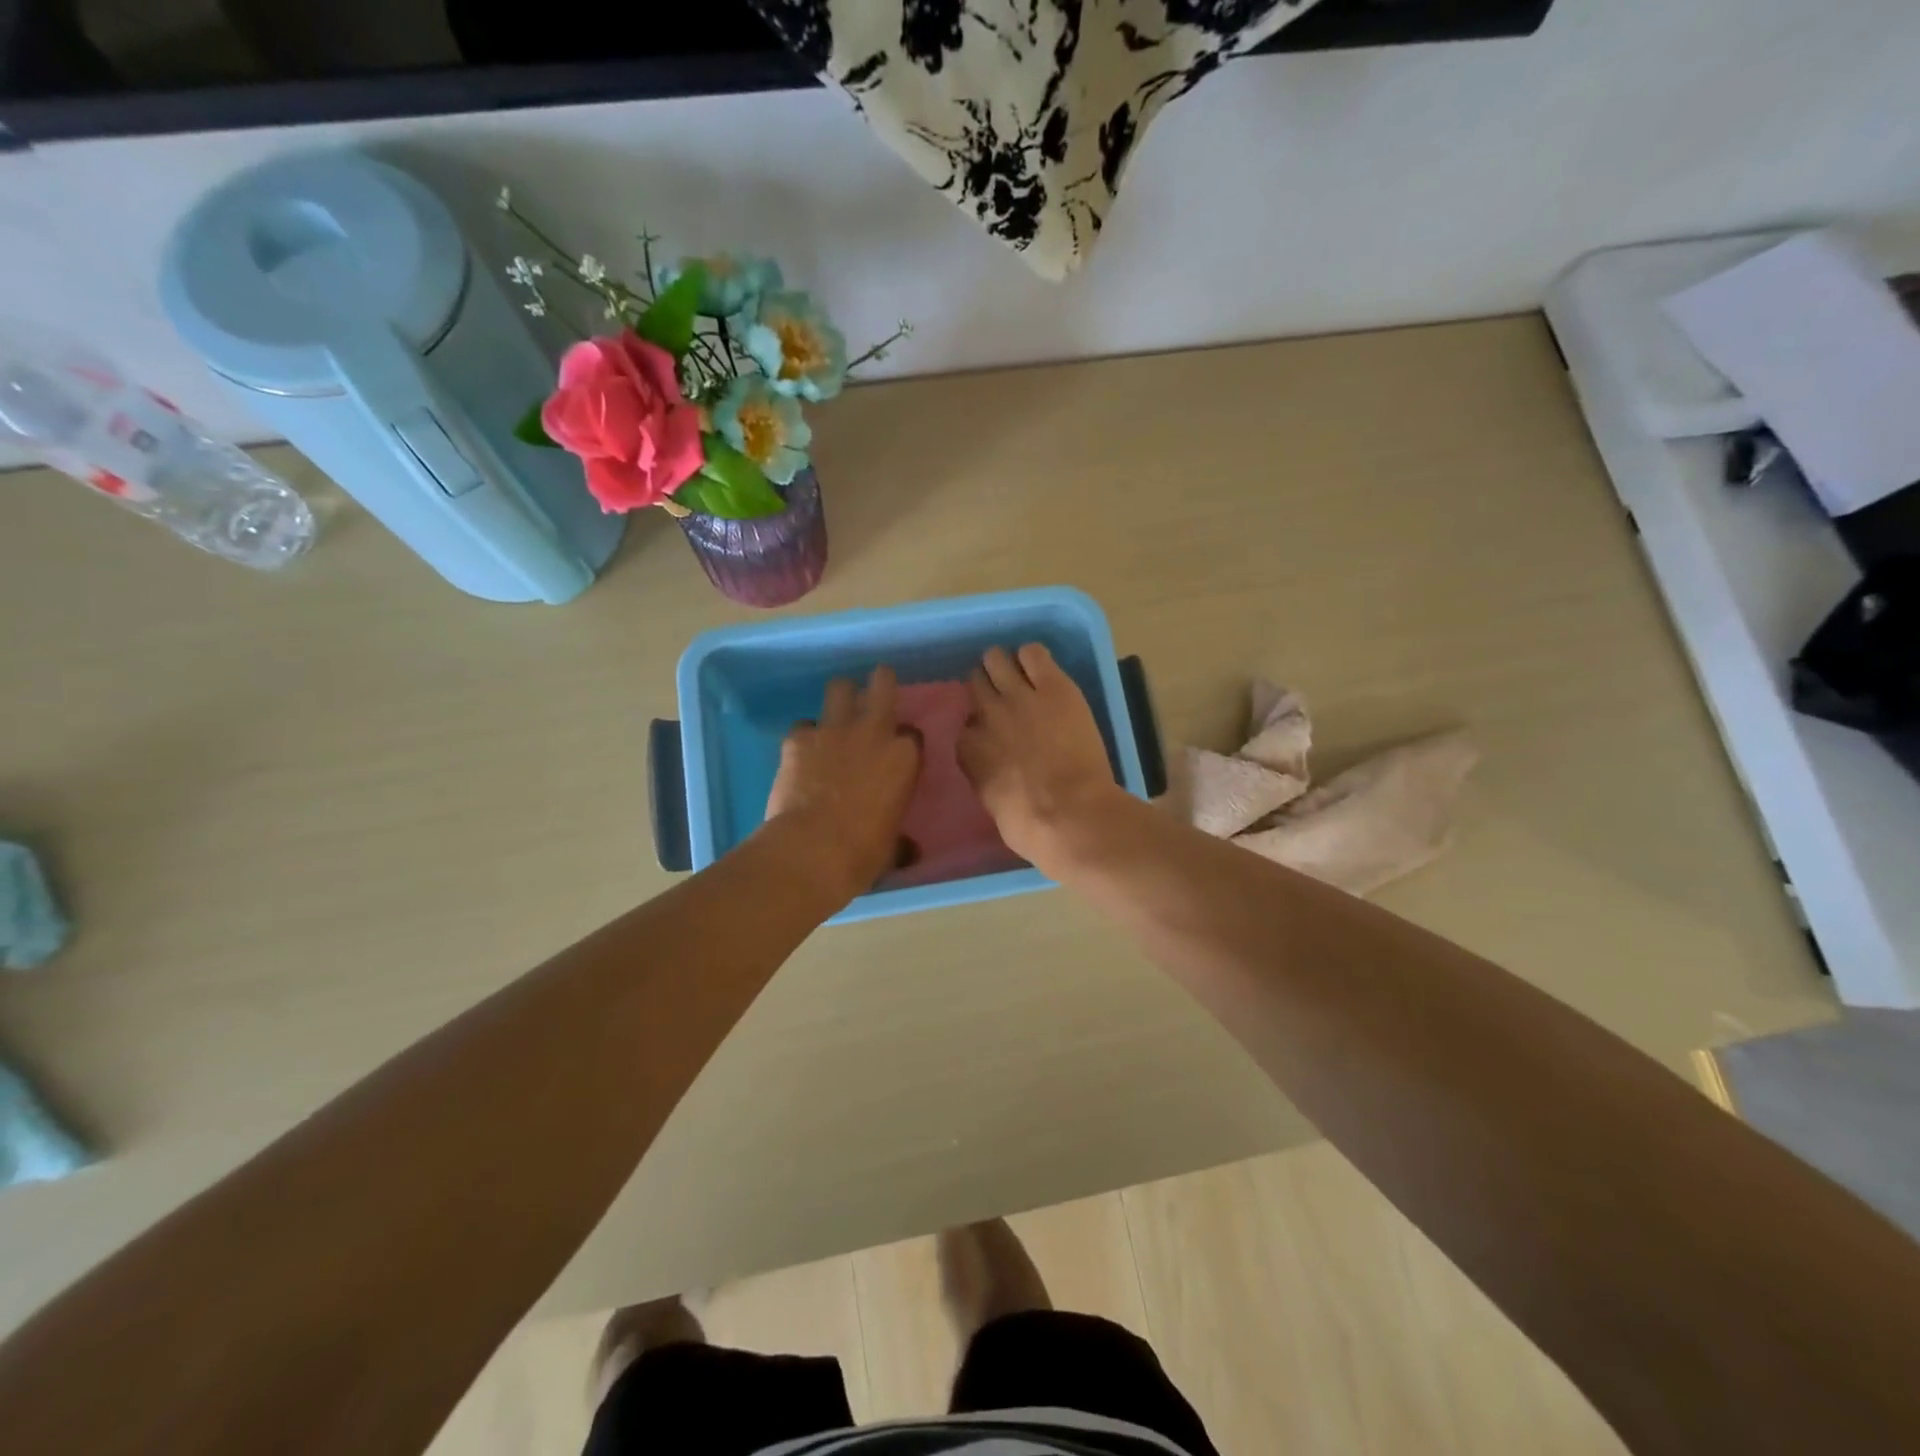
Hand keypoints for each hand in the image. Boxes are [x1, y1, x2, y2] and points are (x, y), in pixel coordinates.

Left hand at [765, 666, 921, 903]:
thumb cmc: (862, 853)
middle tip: (876, 689)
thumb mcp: (892, 848)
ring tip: (836, 714)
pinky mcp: (798, 738)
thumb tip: (910, 850)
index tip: (898, 752)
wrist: (811, 851)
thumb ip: (901, 840)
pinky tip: (801, 753)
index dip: (904, 740)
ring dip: (840, 698)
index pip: (912, 733)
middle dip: (880, 682)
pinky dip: (804, 736)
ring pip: (839, 688)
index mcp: (904, 757)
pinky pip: (803, 725)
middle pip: (882, 683)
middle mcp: (873, 732)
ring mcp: (833, 730)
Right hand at [958, 644, 1125, 869]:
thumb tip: (994, 770)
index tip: (993, 736)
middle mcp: (987, 716)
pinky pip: (1033, 653)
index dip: (980, 728)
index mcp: (970, 750)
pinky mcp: (1053, 686)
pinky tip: (1042, 669)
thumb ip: (987, 778)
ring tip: (1020, 674)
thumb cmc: (1032, 827)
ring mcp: (1018, 697)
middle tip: (1004, 697)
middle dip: (987, 688)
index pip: (966, 727)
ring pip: (996, 659)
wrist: (1071, 815)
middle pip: (975, 684)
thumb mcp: (994, 806)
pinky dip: (1034, 657)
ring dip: (1005, 665)